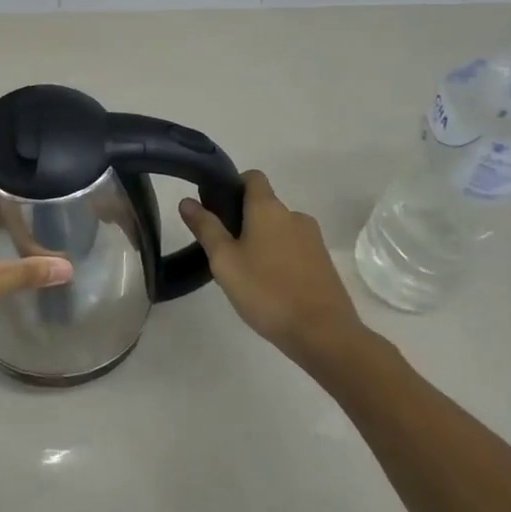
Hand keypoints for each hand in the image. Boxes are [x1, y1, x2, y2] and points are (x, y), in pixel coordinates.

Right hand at [180, 171, 362, 362]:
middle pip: (264, 205)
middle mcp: (294, 215)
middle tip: (223, 249)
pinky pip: (294, 249)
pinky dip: (279, 258)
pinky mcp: (323, 263)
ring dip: (262, 241)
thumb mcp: (225, 261)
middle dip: (243, 220)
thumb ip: (206, 228)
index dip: (233, 185)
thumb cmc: (266, 291)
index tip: (217, 207)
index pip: (252, 177)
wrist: (323, 334)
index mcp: (269, 208)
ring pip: (279, 229)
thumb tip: (187, 201)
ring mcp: (313, 240)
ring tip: (245, 272)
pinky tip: (269, 286)